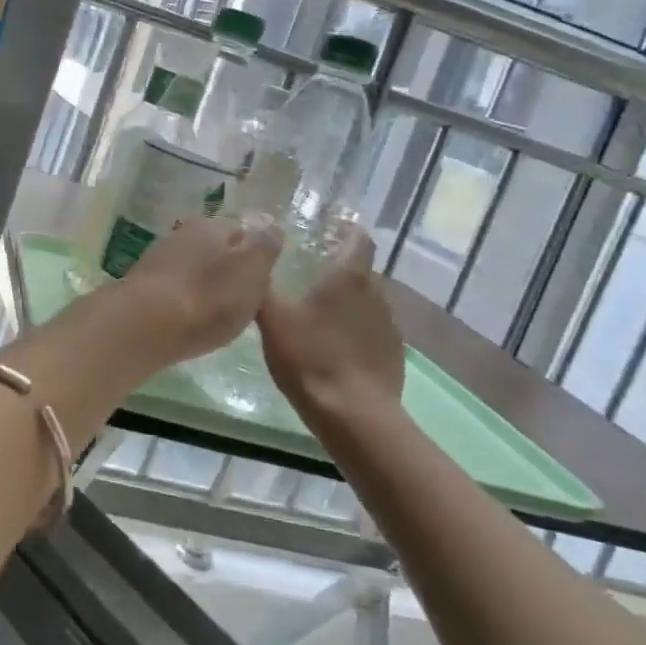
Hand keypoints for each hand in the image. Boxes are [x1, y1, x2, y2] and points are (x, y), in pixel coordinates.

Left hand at [110, 214, 282, 369]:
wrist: (144, 326)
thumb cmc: (209, 297)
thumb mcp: (252, 269)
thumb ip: (265, 245)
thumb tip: (270, 225)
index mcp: (210, 224)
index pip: (242, 232)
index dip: (256, 257)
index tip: (263, 283)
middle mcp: (181, 234)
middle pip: (215, 251)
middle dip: (229, 272)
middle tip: (243, 303)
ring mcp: (157, 260)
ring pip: (193, 271)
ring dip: (206, 289)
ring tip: (218, 317)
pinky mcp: (141, 288)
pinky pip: (174, 292)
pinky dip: (185, 304)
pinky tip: (190, 323)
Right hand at [257, 230, 405, 427]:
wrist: (355, 417)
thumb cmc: (311, 358)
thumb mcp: (273, 320)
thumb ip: (262, 287)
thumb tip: (252, 258)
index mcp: (350, 278)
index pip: (359, 240)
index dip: (348, 230)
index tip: (332, 227)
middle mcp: (377, 294)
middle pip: (361, 272)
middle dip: (340, 270)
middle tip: (311, 274)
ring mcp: (390, 327)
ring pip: (368, 303)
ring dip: (349, 303)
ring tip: (321, 313)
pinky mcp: (393, 356)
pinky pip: (372, 332)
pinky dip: (357, 332)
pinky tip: (336, 348)